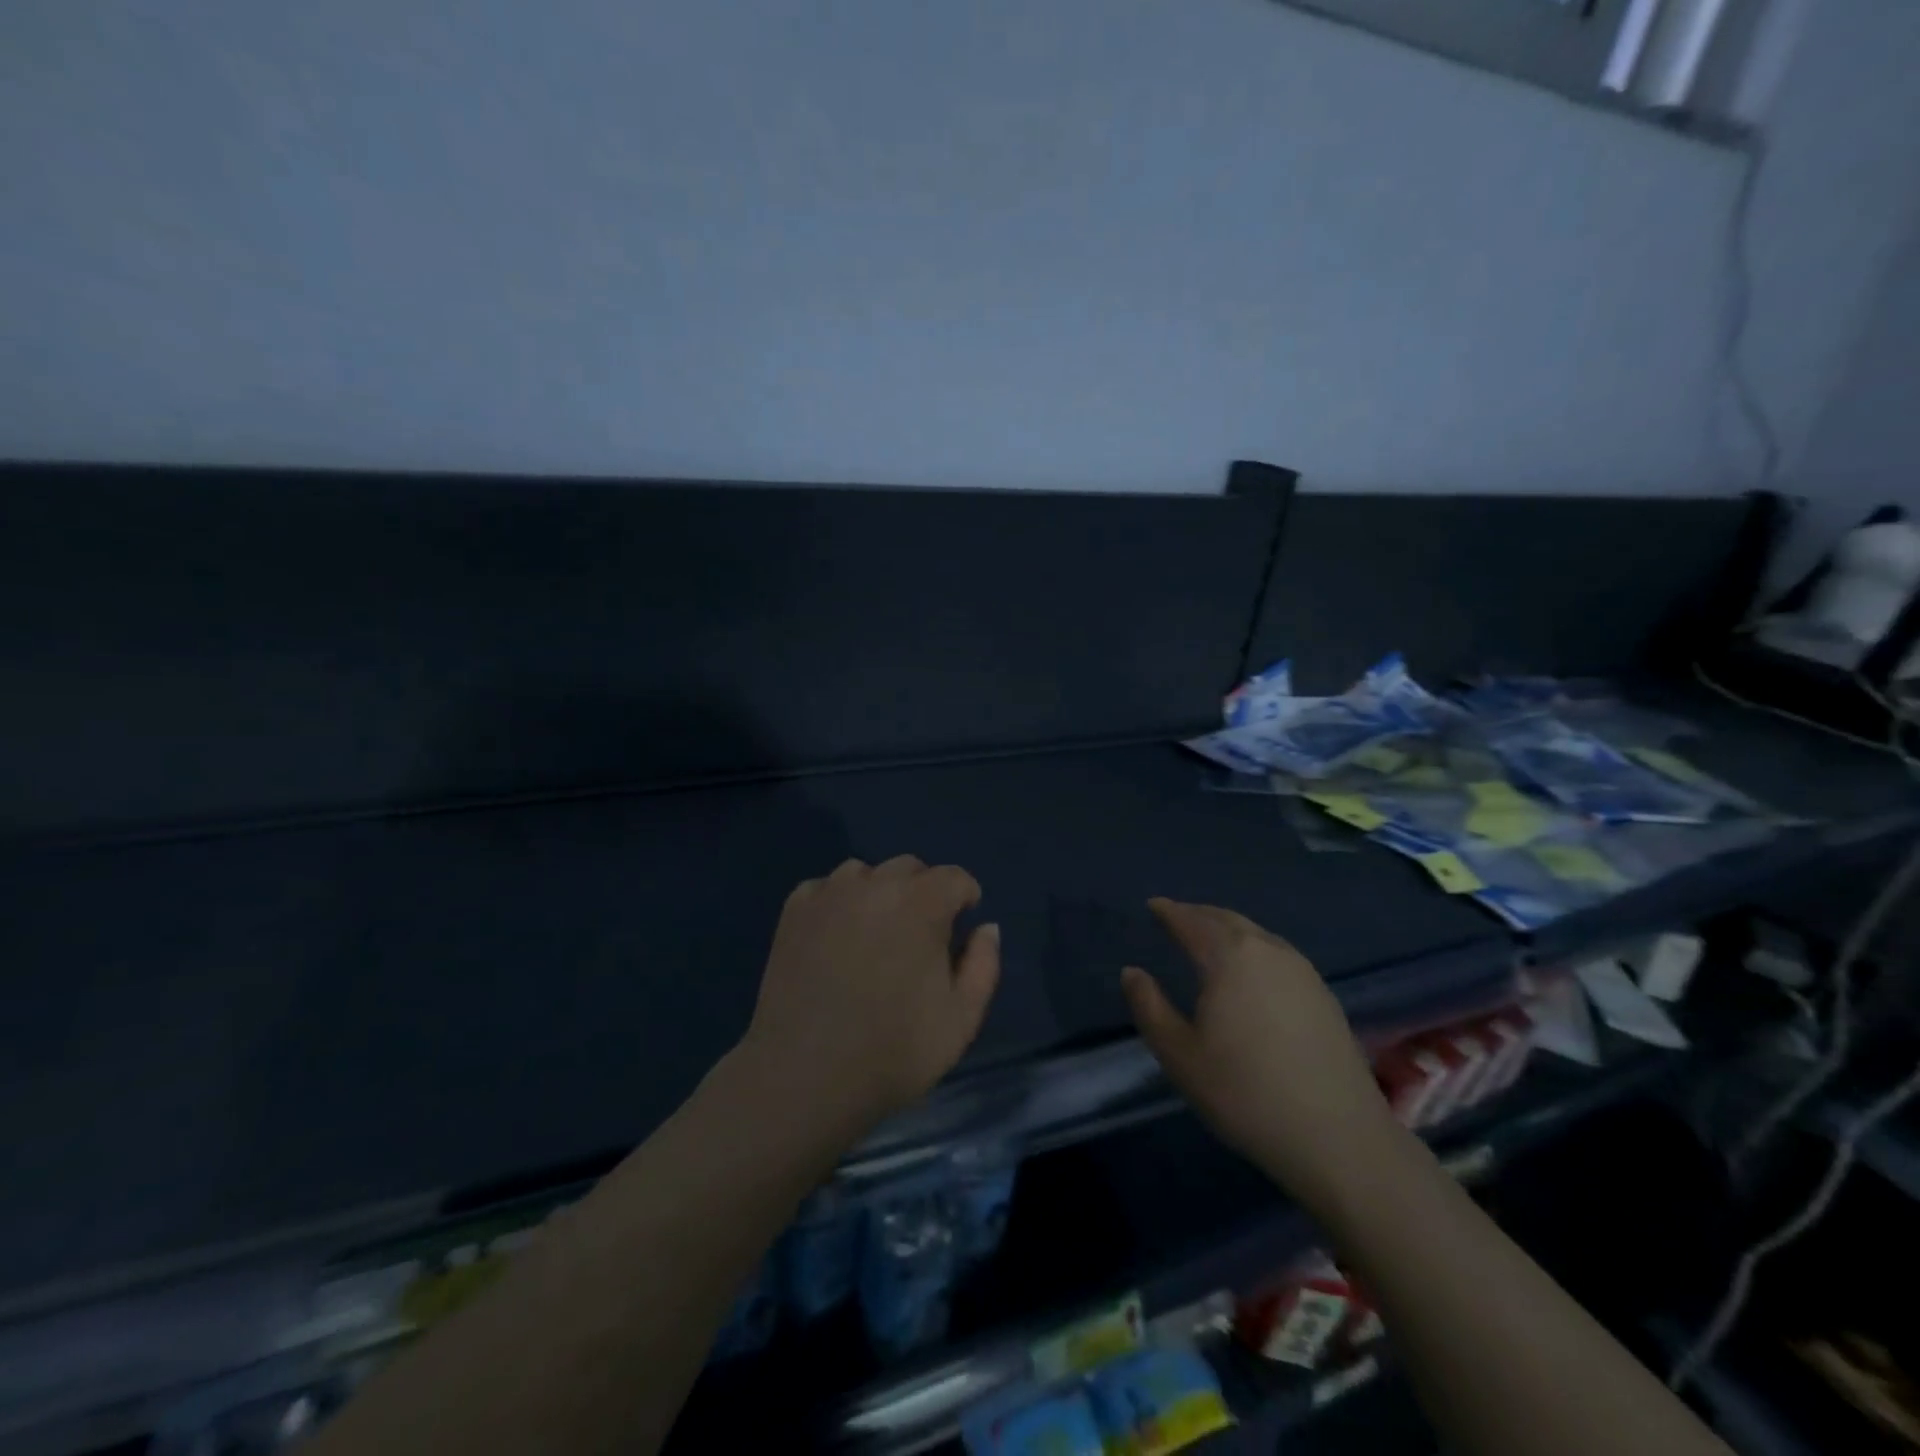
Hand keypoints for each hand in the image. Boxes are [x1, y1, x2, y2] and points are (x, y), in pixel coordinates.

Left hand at [736, 856, 1000, 1136]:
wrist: (804, 1075)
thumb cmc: (893, 1051)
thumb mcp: (962, 1019)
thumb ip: (983, 964)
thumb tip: (986, 927)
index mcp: (922, 903)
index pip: (955, 878)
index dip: (965, 897)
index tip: (962, 923)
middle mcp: (876, 884)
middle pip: (910, 868)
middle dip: (924, 892)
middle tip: (919, 936)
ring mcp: (830, 893)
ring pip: (865, 873)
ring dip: (879, 893)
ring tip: (874, 934)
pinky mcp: (795, 910)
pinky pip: (825, 888)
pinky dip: (837, 903)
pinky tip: (835, 938)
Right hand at [1121, 899, 1399, 1210]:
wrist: (1339, 1138)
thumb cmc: (1246, 1093)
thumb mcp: (1180, 1056)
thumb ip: (1149, 1007)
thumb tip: (1132, 972)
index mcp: (1230, 957)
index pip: (1192, 922)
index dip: (1169, 912)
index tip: (1153, 905)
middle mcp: (1268, 951)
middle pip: (1227, 920)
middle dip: (1199, 914)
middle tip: (1177, 916)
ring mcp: (1302, 972)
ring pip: (1257, 934)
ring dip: (1228, 928)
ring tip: (1210, 937)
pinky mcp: (1324, 995)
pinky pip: (1278, 953)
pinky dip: (1253, 947)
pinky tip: (1251, 969)